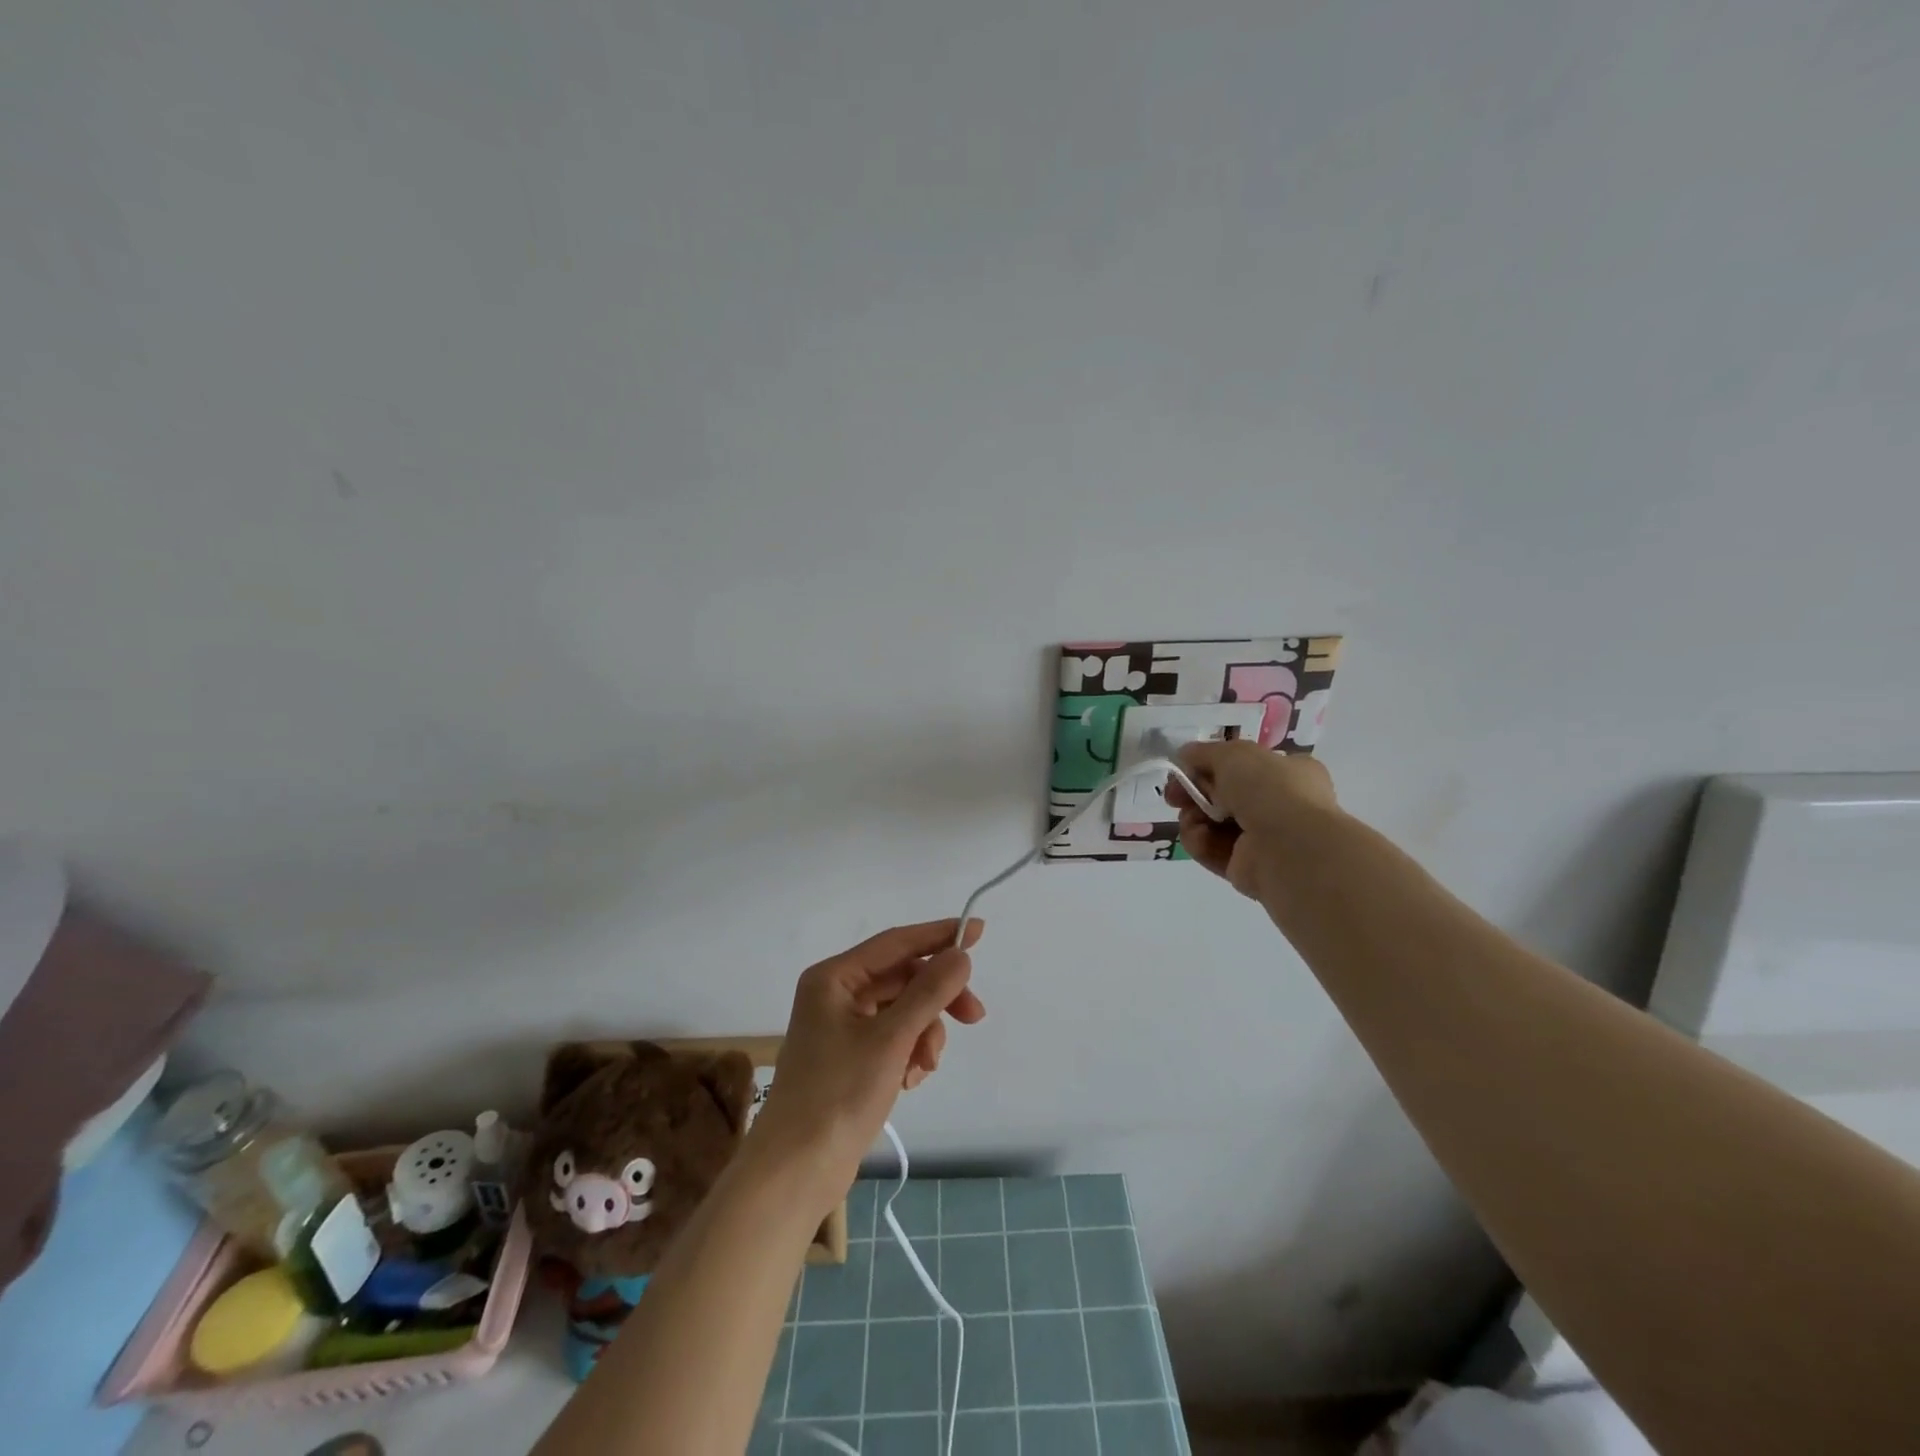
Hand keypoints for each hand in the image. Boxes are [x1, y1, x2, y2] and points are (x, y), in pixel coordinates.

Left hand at [752, 918, 985, 1204]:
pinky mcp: (851, 1056)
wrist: (796, 1171)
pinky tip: (911, 1079)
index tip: (977, 931)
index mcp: (834, 978)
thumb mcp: (891, 1039)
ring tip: (924, 1067)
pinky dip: (910, 1052)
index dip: (938, 935)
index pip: (896, 943)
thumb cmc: (838, 1095)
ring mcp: (843, 1026)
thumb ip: (929, 992)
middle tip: (974, 1016)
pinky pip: (894, 1037)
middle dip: (937, 999)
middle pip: (903, 978)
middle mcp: (837, 994)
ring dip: (924, 1033)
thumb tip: (960, 955)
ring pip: (903, 1010)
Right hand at [1166, 741, 1338, 903]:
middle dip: (1193, 793)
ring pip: (1212, 823)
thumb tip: (1184, 756)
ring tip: (1191, 818)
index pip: (1243, 766)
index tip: (1183, 768)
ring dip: (1193, 817)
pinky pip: (1213, 850)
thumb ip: (1204, 753)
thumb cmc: (1270, 790)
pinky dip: (1200, 842)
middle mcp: (1279, 806)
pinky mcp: (1246, 868)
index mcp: (1289, 773)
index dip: (1209, 766)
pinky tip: (1198, 836)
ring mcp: (1263, 839)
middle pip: (1222, 795)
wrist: (1290, 847)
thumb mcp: (1233, 754)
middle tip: (1174, 795)